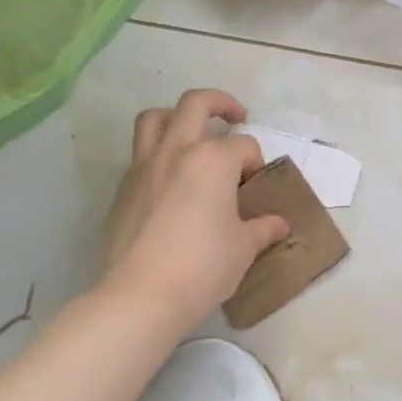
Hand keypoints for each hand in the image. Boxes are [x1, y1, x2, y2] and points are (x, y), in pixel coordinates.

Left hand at [99, 89, 289, 330]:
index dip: (255, 163)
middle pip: (196, 104)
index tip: (256, 188)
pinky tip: (170, 183)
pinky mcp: (122, 190)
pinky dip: (157, 156)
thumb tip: (279, 224)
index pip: (244, 146)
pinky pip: (140, 156)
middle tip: (235, 116)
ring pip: (154, 119)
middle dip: (220, 103)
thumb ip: (263, 228)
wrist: (140, 297)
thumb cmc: (202, 266)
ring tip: (192, 133)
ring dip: (176, 116)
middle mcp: (177, 151)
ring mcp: (144, 168)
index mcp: (213, 159)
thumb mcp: (244, 248)